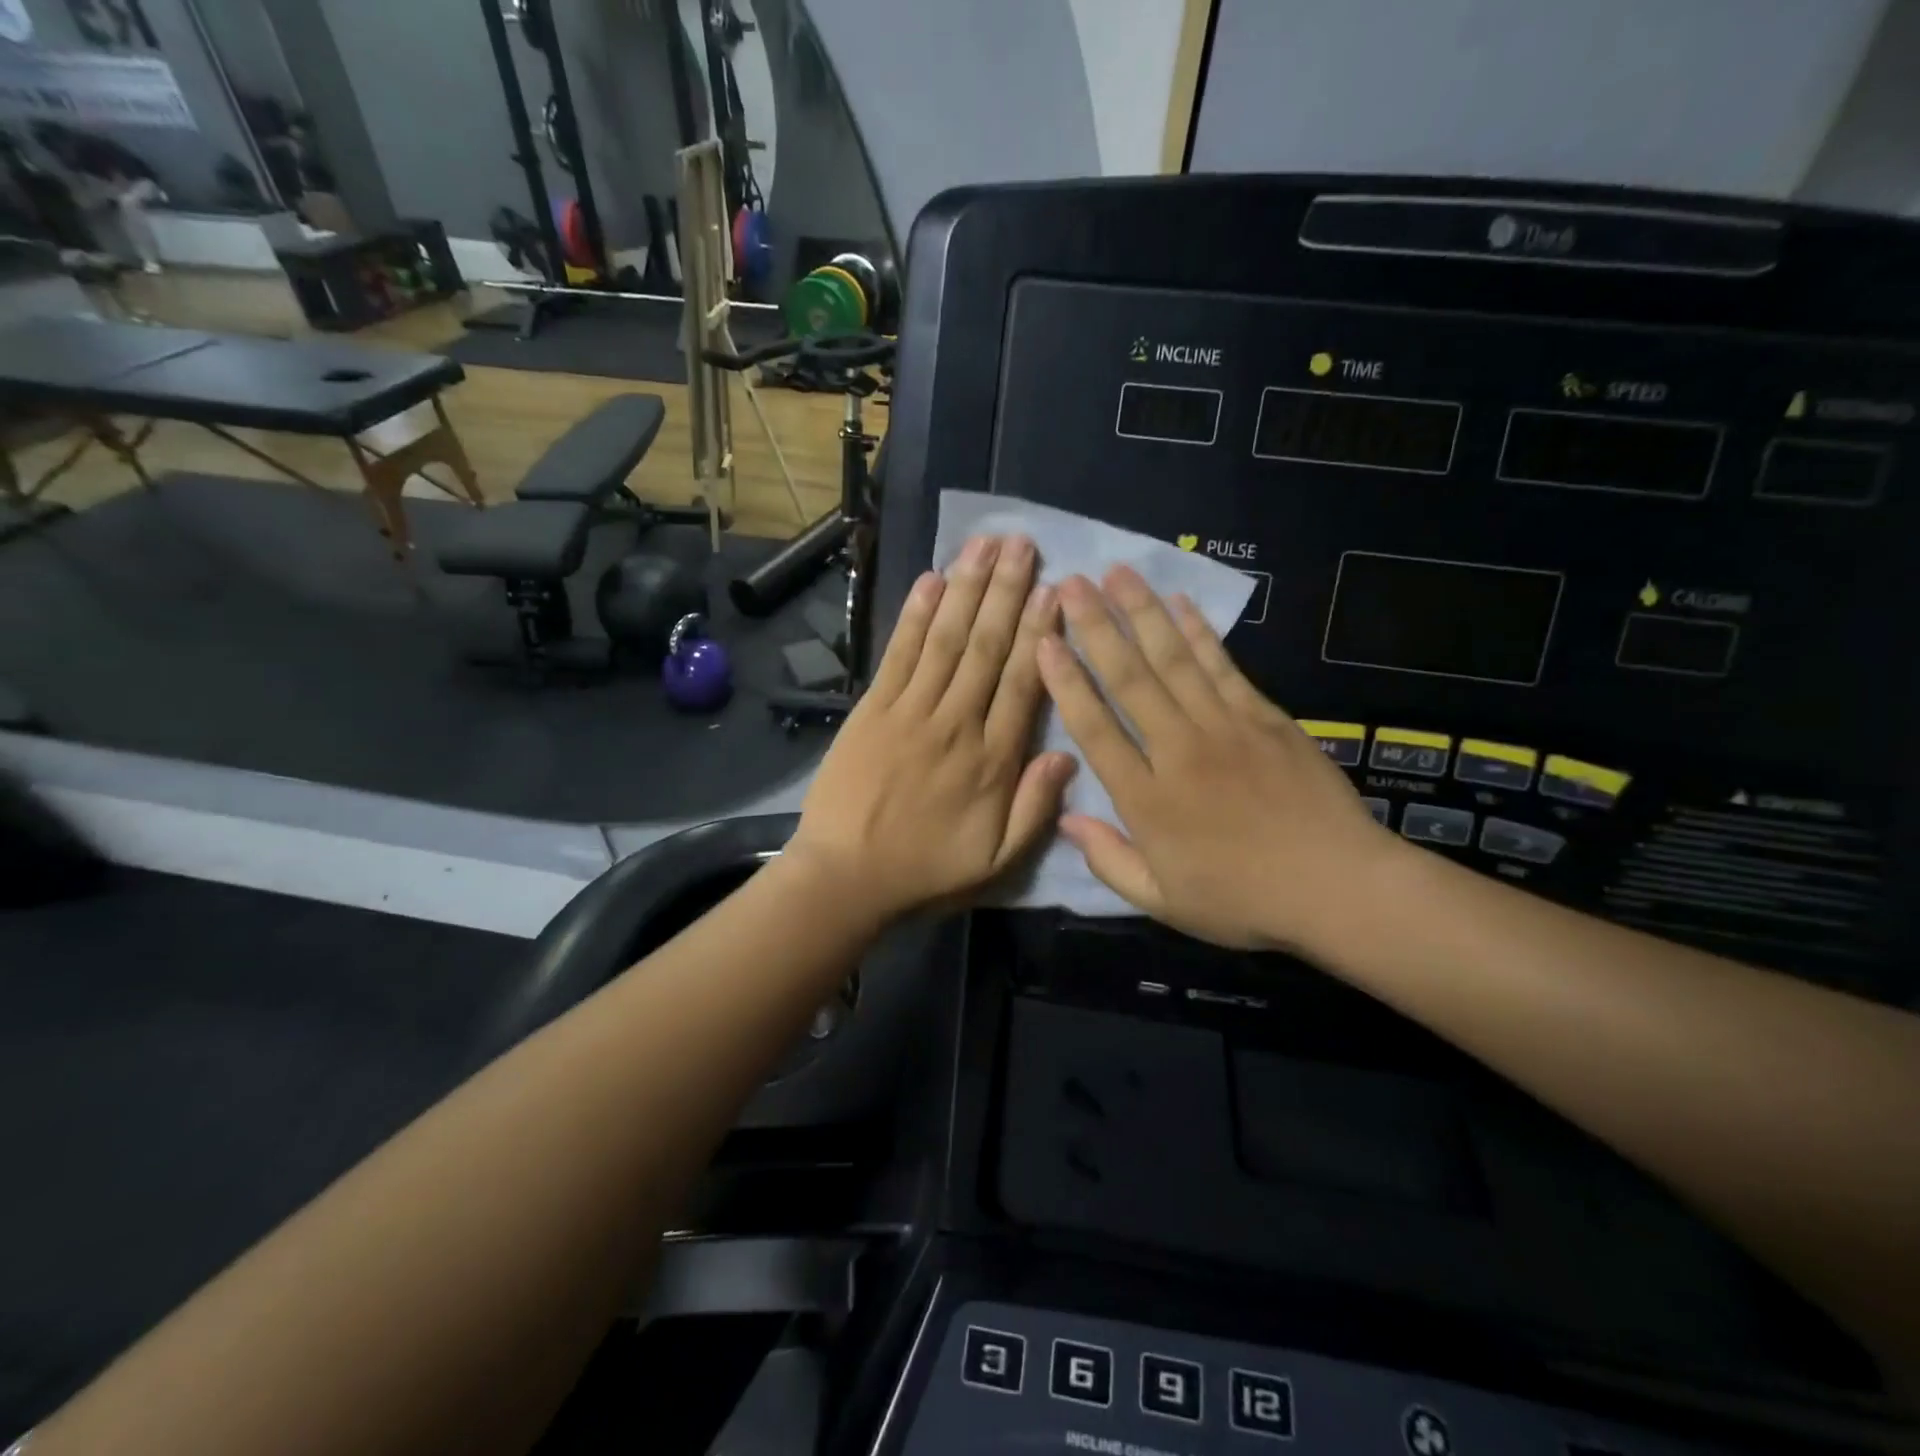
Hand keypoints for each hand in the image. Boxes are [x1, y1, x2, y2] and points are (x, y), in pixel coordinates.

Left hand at [788, 535, 1076, 922]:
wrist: (846, 877)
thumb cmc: (926, 870)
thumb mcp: (997, 860)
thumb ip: (1036, 807)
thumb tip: (1069, 753)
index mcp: (993, 761)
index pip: (1023, 683)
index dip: (1041, 633)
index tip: (1055, 590)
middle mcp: (956, 724)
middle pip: (987, 648)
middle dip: (1007, 591)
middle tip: (1023, 543)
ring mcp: (910, 712)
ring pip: (946, 639)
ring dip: (967, 588)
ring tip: (986, 544)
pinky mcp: (872, 709)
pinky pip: (899, 654)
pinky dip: (913, 615)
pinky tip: (930, 579)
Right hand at [1037, 566, 1403, 953]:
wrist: (1337, 886)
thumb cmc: (1242, 900)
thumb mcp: (1163, 900)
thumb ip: (1109, 859)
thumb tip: (1066, 819)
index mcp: (1147, 799)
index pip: (1095, 729)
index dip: (1065, 683)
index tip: (1043, 642)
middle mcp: (1178, 751)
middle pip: (1129, 680)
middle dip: (1095, 628)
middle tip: (1071, 584)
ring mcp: (1224, 728)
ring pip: (1172, 660)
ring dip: (1141, 613)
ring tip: (1116, 573)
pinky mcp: (1264, 717)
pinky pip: (1222, 666)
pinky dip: (1198, 632)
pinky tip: (1178, 602)